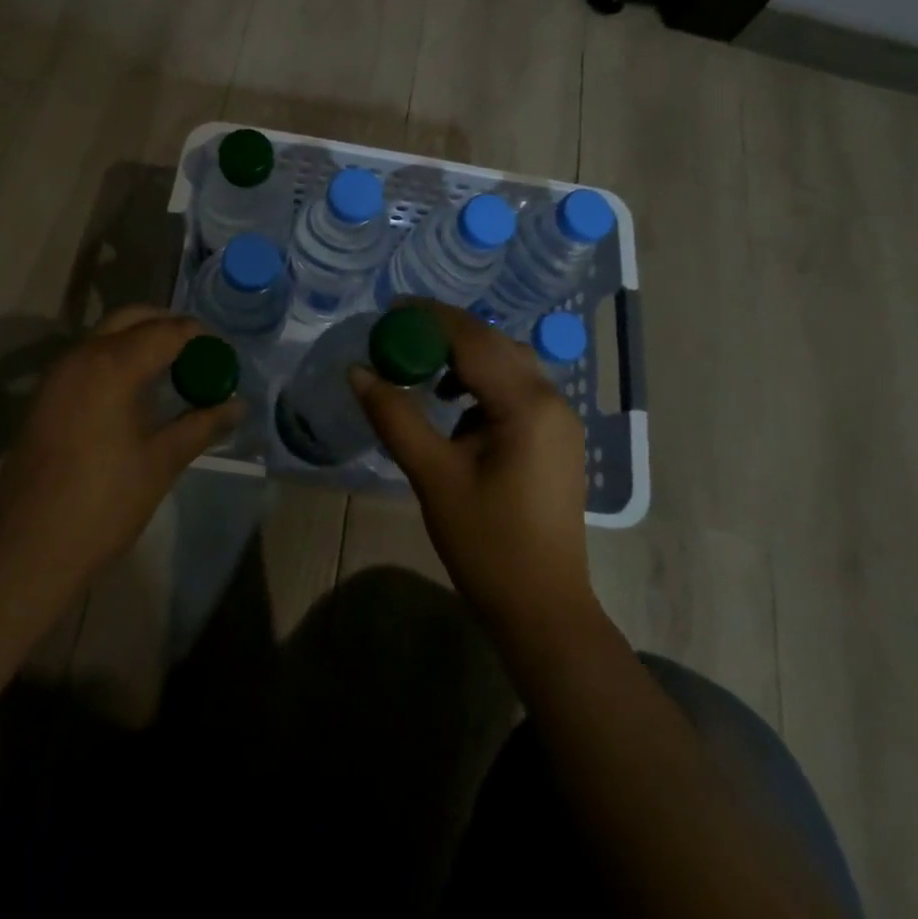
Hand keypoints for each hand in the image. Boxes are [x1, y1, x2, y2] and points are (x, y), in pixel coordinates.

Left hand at [0, 306, 244, 588]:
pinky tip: (137, 388)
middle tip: (199, 351)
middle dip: (168, 325)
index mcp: (113, 366)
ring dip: (140, 339)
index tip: (223, 353)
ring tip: (174, 368)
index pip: (167, 331)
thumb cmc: (103, 504)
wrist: (27, 550)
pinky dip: (117, 356)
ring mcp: (58, 374)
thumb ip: (202, 424)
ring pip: (106, 334)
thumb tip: (239, 405)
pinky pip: (88, 356)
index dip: (199, 336)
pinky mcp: (45, 395)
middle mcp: (81, 356)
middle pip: (132, 318)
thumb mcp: (162, 462)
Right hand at [349, 302, 593, 632]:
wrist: (543, 609)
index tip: (389, 309)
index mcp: (526, 403)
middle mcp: (551, 399)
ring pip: (507, 364)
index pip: (472, 339)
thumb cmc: (486, 543)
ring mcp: (559, 419)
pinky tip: (455, 408)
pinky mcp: (556, 437)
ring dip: (465, 357)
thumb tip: (357, 370)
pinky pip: (516, 389)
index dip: (429, 317)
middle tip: (398, 333)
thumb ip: (394, 416)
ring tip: (421, 368)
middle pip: (493, 344)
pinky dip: (482, 383)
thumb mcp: (433, 475)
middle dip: (445, 332)